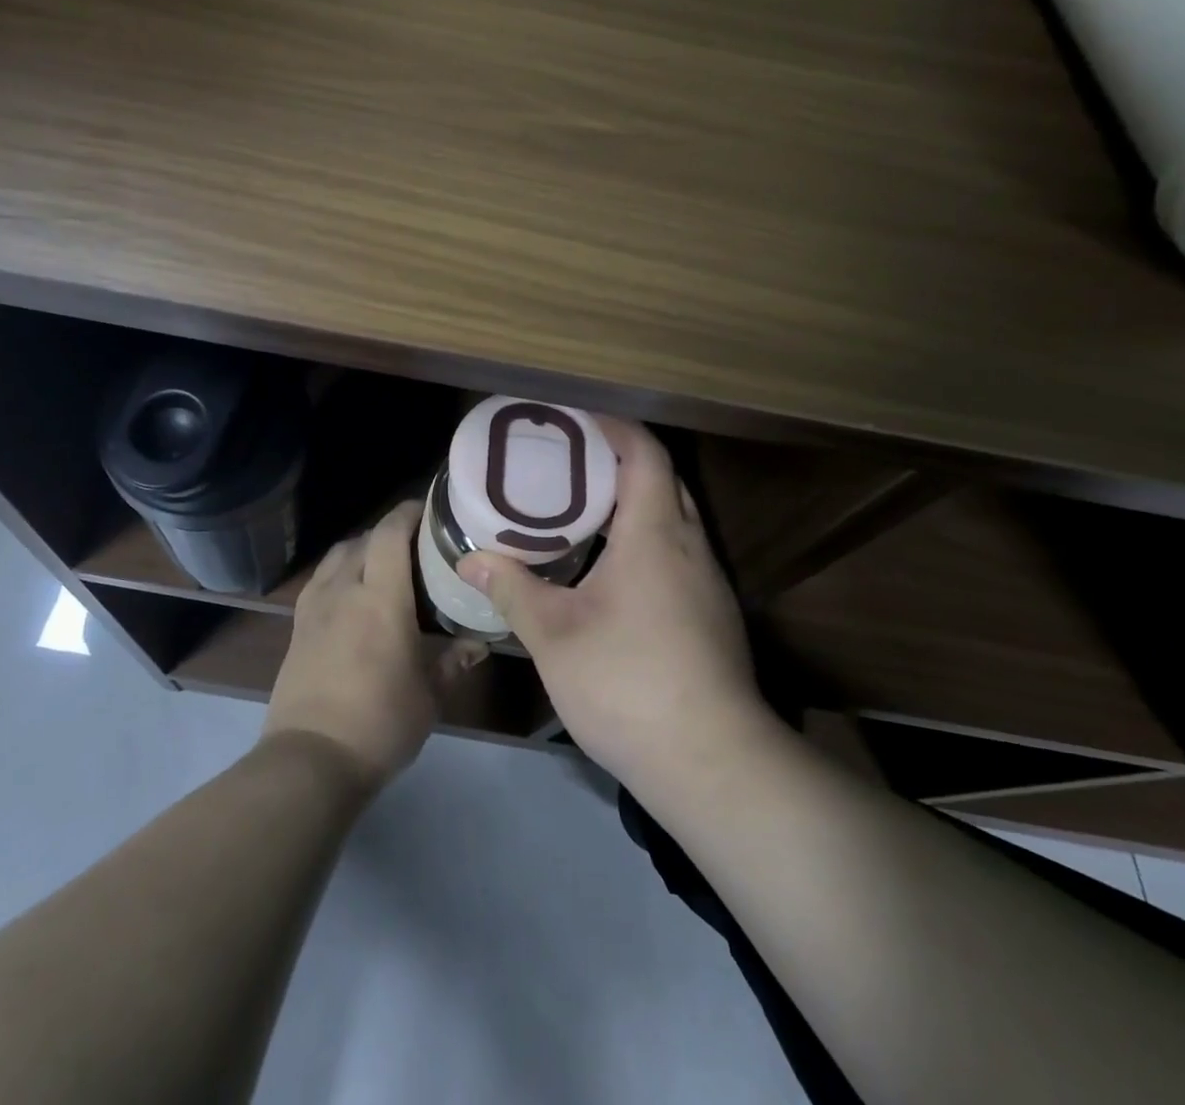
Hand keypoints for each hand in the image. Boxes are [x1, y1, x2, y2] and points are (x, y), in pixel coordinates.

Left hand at [265, 500, 487, 788]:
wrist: (310, 759)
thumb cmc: (380, 722)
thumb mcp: (429, 695)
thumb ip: (453, 660)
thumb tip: (478, 643)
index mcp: (380, 597)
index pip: (390, 533)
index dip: (409, 512)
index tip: (431, 510)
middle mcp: (343, 589)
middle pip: (363, 538)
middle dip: (389, 532)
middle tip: (417, 545)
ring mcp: (314, 606)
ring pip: (337, 555)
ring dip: (361, 549)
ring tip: (384, 565)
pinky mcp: (297, 626)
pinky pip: (320, 580)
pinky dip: (339, 572)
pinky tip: (353, 595)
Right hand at [457, 418, 784, 797]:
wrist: (713, 762)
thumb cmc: (628, 683)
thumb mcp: (554, 635)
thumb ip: (512, 589)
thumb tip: (471, 561)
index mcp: (654, 535)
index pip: (645, 453)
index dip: (613, 427)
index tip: (574, 422)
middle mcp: (689, 547)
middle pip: (662, 480)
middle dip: (618, 462)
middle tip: (566, 465)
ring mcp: (707, 583)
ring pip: (672, 519)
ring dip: (632, 504)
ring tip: (580, 512)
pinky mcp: (712, 615)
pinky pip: (677, 554)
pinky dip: (644, 542)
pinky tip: (609, 572)